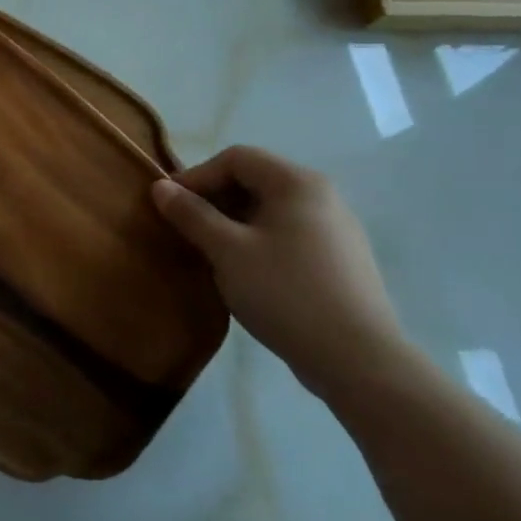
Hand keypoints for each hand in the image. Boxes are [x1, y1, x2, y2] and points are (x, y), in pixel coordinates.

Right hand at [152, 145, 412, 400]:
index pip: (236, 158)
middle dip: (214, 199)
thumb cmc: (286, 293)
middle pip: (255, 180)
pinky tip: (246, 272)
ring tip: (210, 251)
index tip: (170, 205)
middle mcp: (322, 196)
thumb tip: (160, 186)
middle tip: (186, 228)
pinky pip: (288, 234)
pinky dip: (258, 241)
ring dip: (233, 222)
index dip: (197, 176)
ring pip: (271, 210)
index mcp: (297, 183)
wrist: (360, 361)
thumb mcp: (227, 251)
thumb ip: (191, 214)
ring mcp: (336, 229)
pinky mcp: (341, 260)